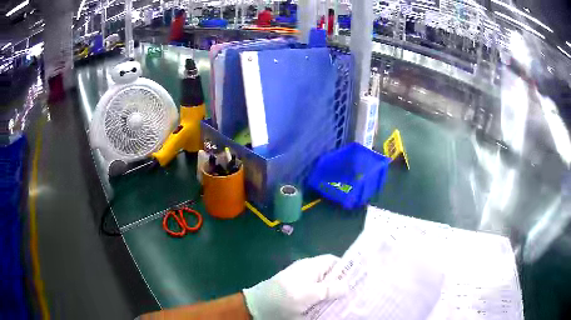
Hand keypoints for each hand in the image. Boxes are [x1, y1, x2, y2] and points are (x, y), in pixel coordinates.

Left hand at [243, 254, 345, 319]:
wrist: (257, 307)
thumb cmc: (282, 298)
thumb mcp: (306, 294)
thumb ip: (327, 290)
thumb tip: (347, 286)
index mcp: (310, 267)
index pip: (334, 261)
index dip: (347, 268)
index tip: (358, 280)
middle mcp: (308, 272)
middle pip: (331, 275)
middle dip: (343, 284)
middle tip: (355, 295)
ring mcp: (303, 284)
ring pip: (325, 287)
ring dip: (334, 295)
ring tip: (347, 303)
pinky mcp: (299, 295)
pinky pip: (317, 295)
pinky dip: (324, 301)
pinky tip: (330, 308)